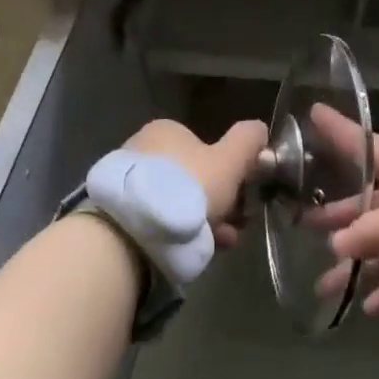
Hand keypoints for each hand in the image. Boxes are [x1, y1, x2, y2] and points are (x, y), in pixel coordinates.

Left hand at [125, 118, 268, 249]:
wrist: (134, 231)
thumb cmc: (187, 188)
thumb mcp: (229, 161)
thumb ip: (247, 141)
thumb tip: (259, 128)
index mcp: (167, 130)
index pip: (206, 148)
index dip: (229, 173)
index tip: (243, 199)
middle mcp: (144, 148)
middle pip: (194, 177)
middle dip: (218, 202)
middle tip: (233, 226)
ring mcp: (129, 181)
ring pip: (177, 201)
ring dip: (202, 220)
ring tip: (218, 244)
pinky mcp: (119, 212)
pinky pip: (158, 218)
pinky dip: (177, 231)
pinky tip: (192, 250)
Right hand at [312, 117, 378, 325]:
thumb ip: (376, 230)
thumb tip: (337, 244)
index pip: (371, 148)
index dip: (342, 132)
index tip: (312, 113)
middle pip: (373, 206)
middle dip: (341, 215)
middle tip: (303, 224)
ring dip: (359, 267)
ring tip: (325, 286)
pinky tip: (367, 308)